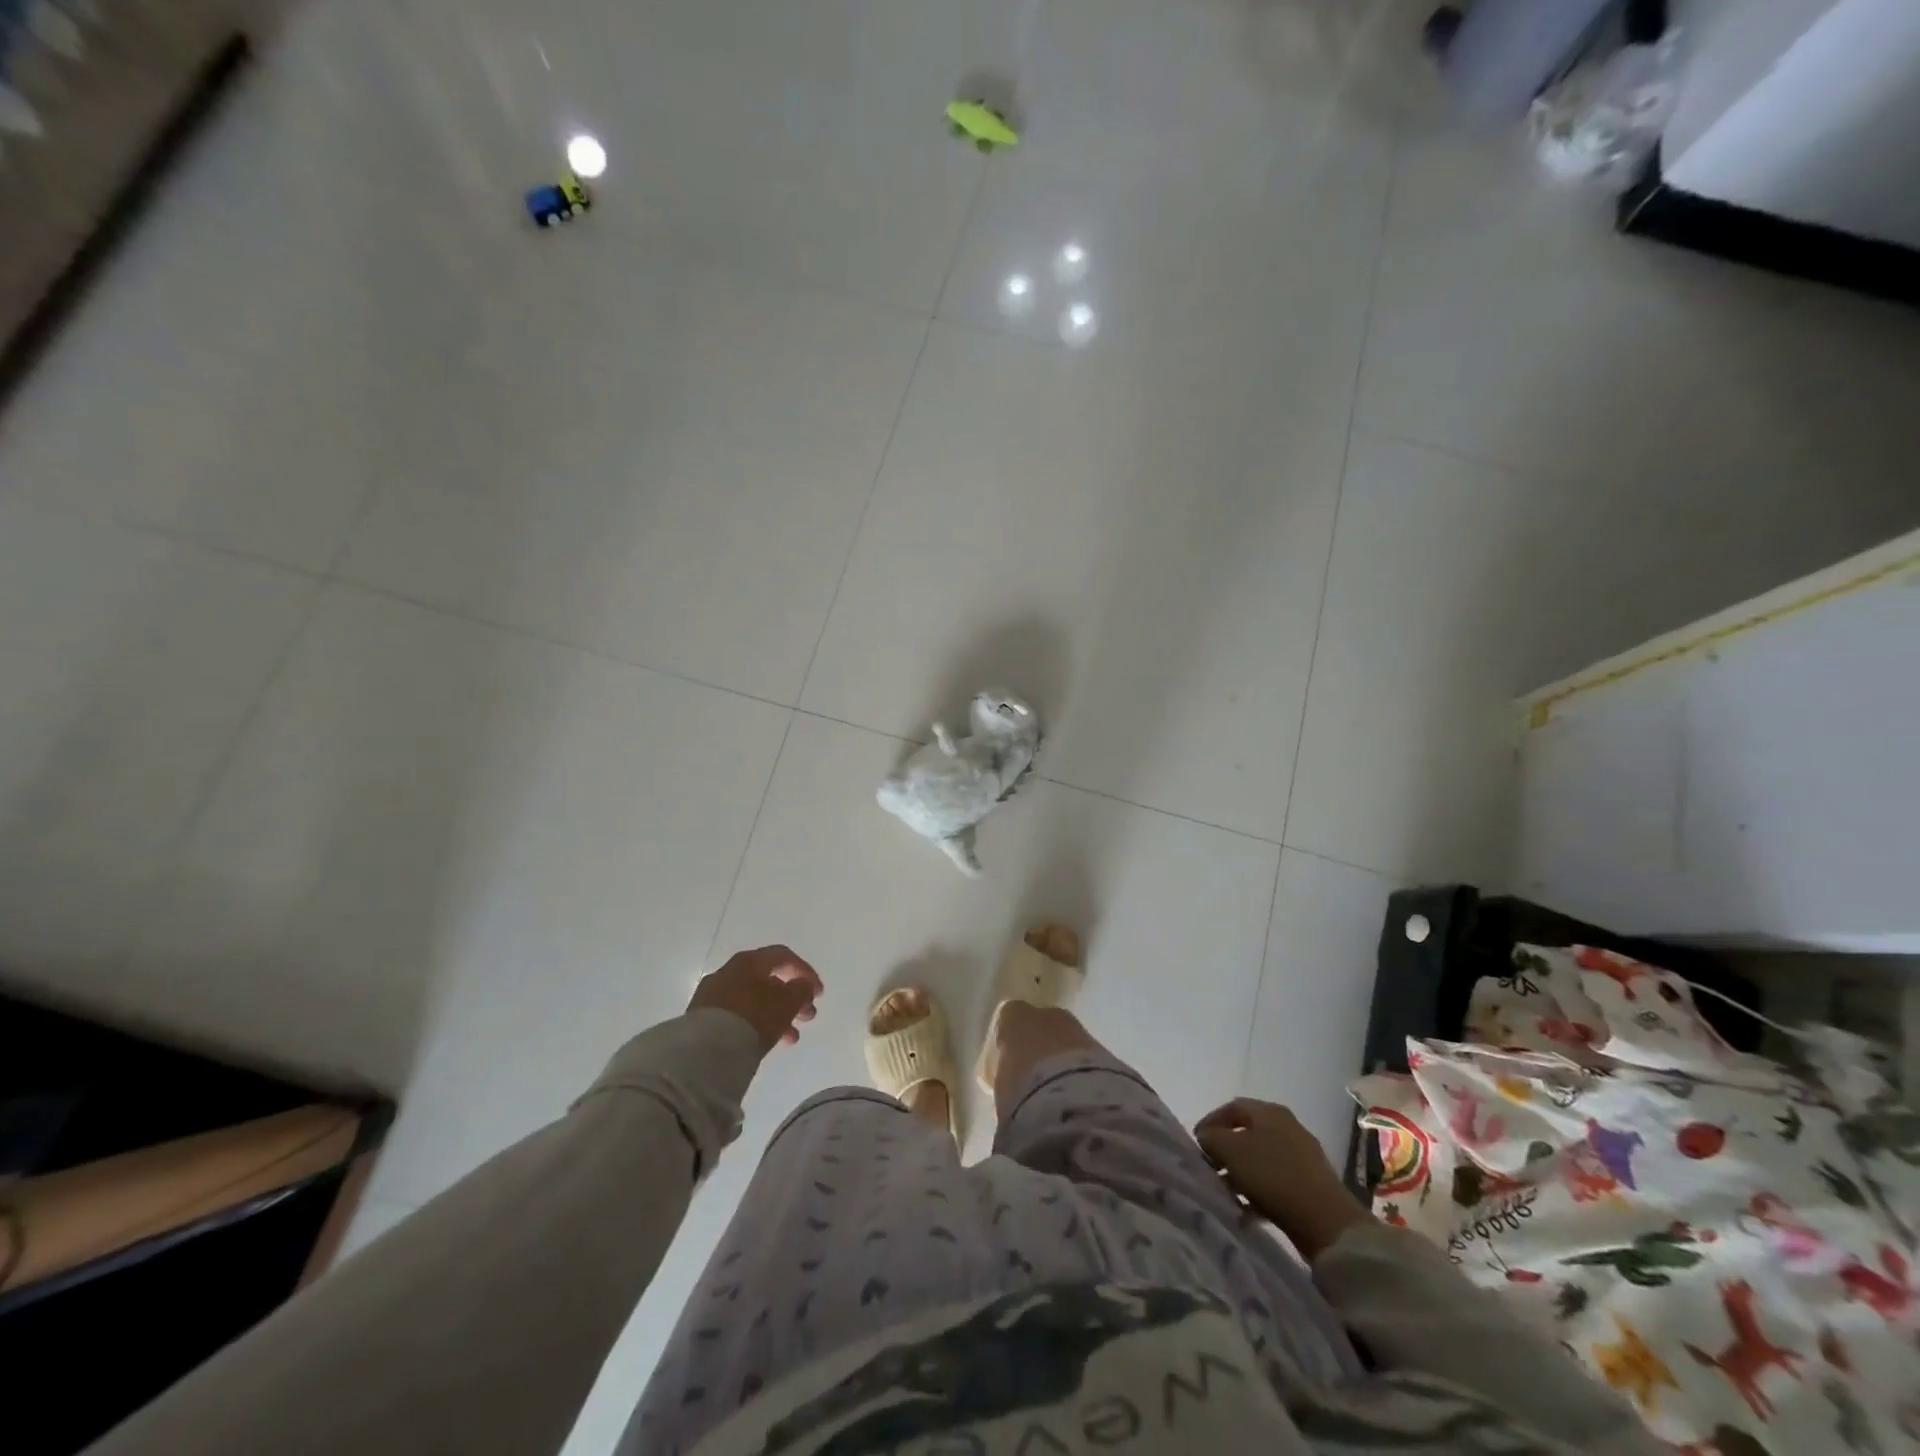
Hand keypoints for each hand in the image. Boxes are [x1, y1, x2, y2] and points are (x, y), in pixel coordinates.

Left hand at [688, 945, 821, 1054]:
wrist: (704, 1052)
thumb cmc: (752, 1018)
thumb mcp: (786, 1003)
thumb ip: (801, 990)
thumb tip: (802, 985)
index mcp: (748, 961)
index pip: (782, 956)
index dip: (805, 972)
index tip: (818, 993)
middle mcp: (729, 973)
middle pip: (768, 980)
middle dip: (792, 998)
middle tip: (809, 1016)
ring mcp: (713, 997)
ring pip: (754, 1001)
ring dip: (778, 1015)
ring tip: (792, 1038)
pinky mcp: (704, 1020)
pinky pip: (739, 1016)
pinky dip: (758, 1024)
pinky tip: (768, 1042)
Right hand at [1194, 1098, 1370, 1259]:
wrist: (1326, 1220)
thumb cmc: (1272, 1175)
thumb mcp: (1230, 1151)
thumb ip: (1211, 1138)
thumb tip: (1207, 1137)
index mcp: (1269, 1111)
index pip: (1232, 1107)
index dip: (1211, 1122)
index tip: (1197, 1143)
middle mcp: (1288, 1126)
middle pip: (1247, 1133)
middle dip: (1226, 1150)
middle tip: (1211, 1168)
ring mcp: (1303, 1155)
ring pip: (1261, 1158)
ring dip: (1241, 1173)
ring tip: (1227, 1193)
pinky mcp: (1312, 1184)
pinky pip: (1277, 1180)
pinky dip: (1260, 1190)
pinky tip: (1248, 1210)